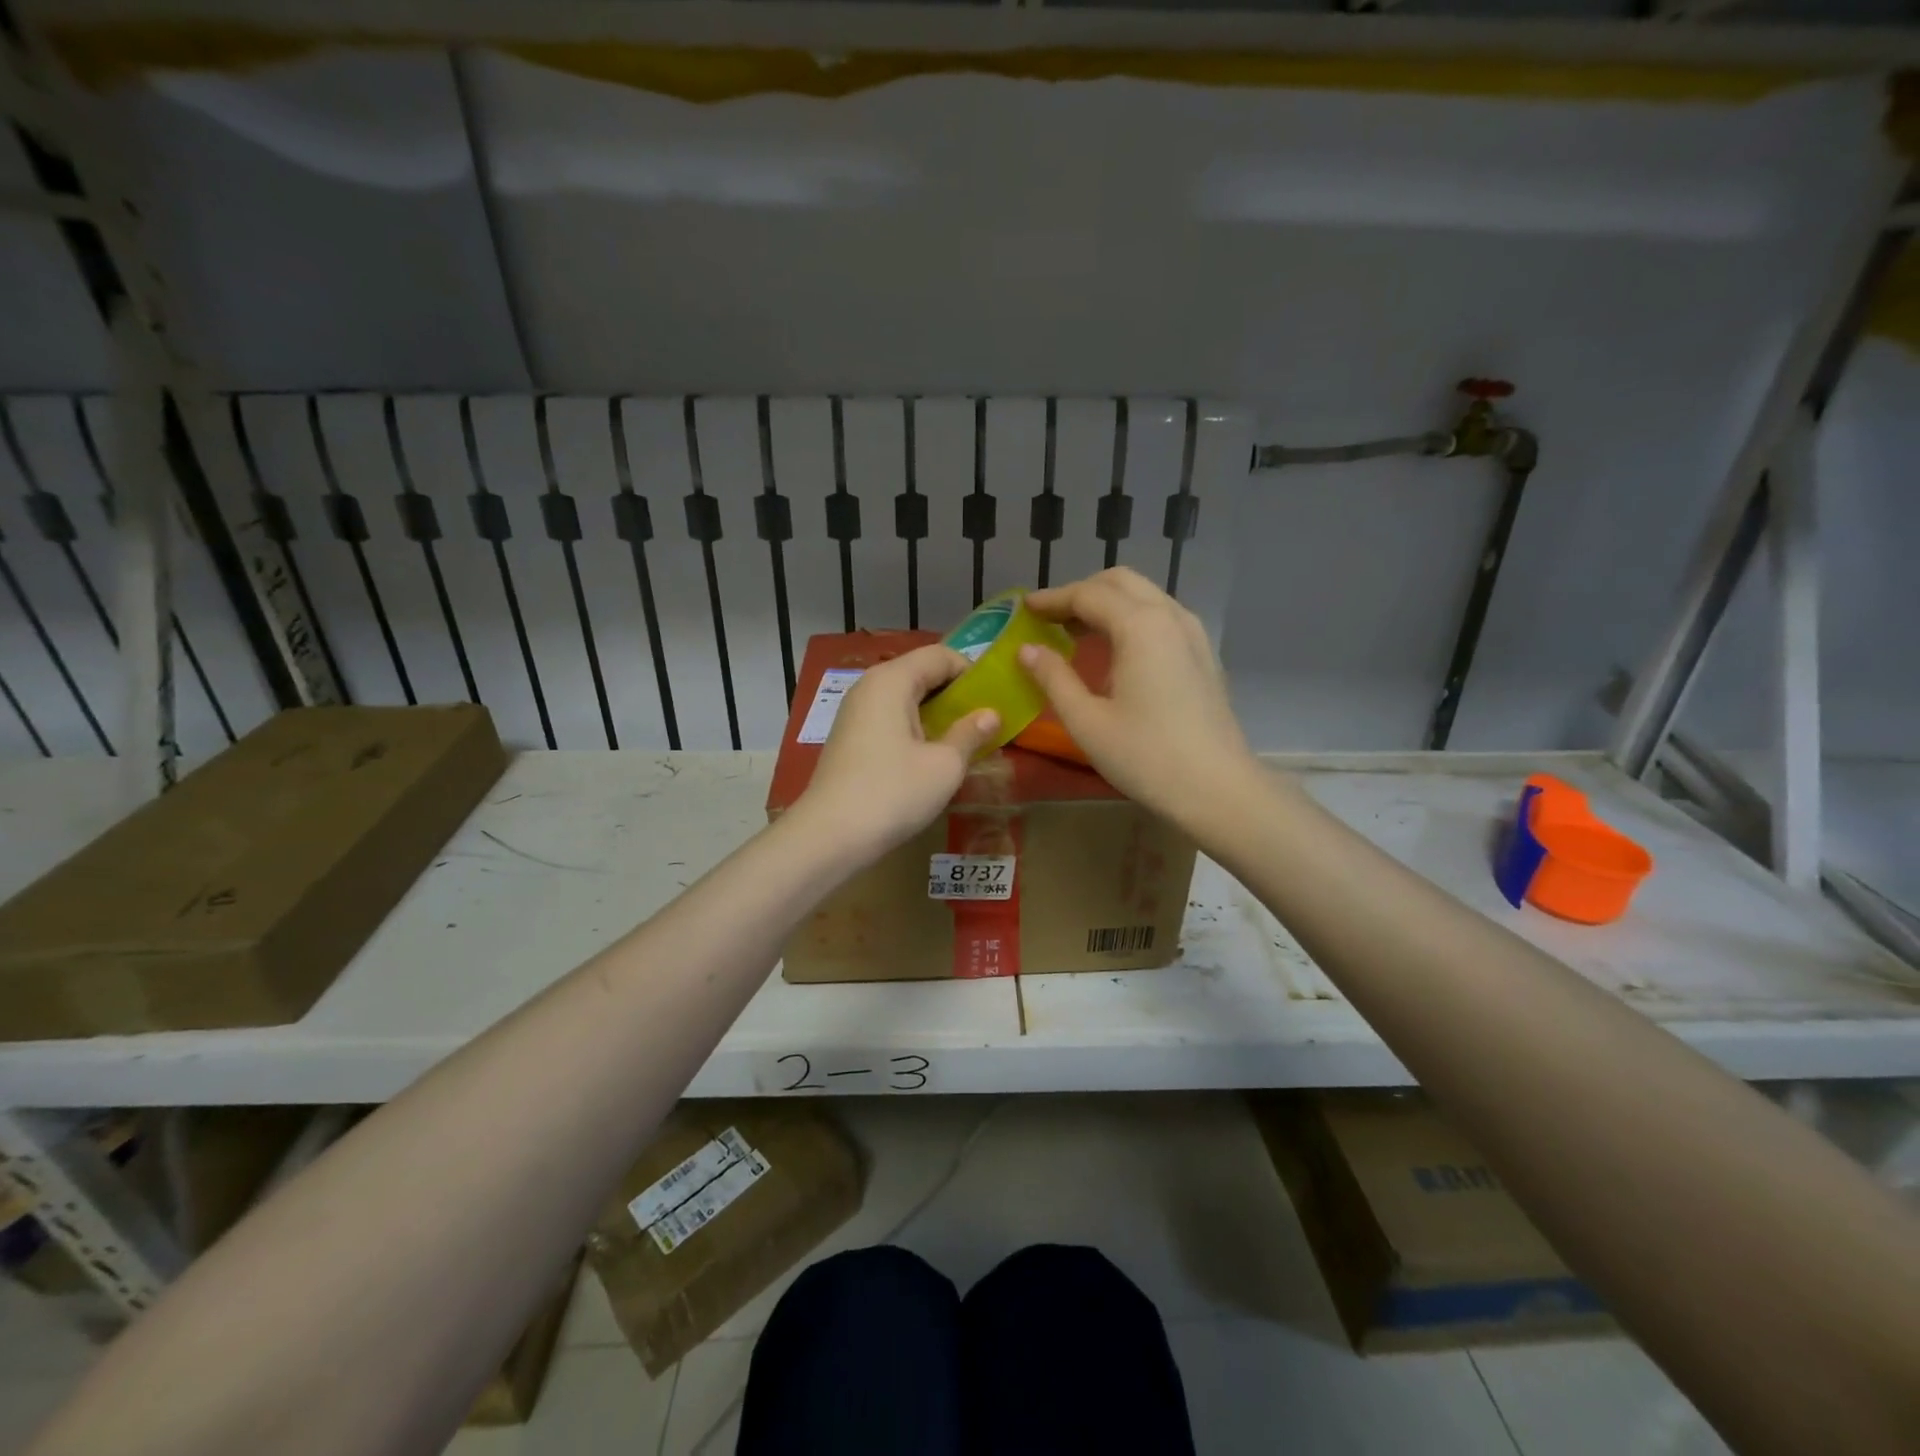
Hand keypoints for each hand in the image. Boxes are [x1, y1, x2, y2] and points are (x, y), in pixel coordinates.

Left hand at [791, 644, 998, 862]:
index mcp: (892, 680)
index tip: (995, 700)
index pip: (940, 655)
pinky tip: (929, 757)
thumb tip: (991, 714)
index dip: (972, 672)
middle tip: (984, 722)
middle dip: (955, 694)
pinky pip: (890, 718)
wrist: (829, 836)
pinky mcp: (849, 737)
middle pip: (921, 673)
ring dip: (936, 714)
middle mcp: (869, 686)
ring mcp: (855, 712)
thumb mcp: (944, 765)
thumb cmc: (893, 793)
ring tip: (962, 741)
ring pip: (905, 698)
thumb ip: (970, 733)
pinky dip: (914, 728)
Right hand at [1020, 568, 1260, 828]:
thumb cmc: (1146, 757)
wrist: (1217, 789)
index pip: (1088, 595)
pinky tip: (1115, 651)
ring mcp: (1193, 633)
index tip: (1024, 609)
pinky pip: (1161, 617)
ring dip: (1108, 604)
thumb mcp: (1087, 721)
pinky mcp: (1203, 654)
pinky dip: (1131, 618)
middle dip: (1081, 592)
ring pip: (1145, 596)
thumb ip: (1053, 679)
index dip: (1052, 599)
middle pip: (1120, 583)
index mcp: (1140, 626)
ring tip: (1076, 633)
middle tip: (1050, 618)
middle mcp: (1170, 616)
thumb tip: (1027, 650)